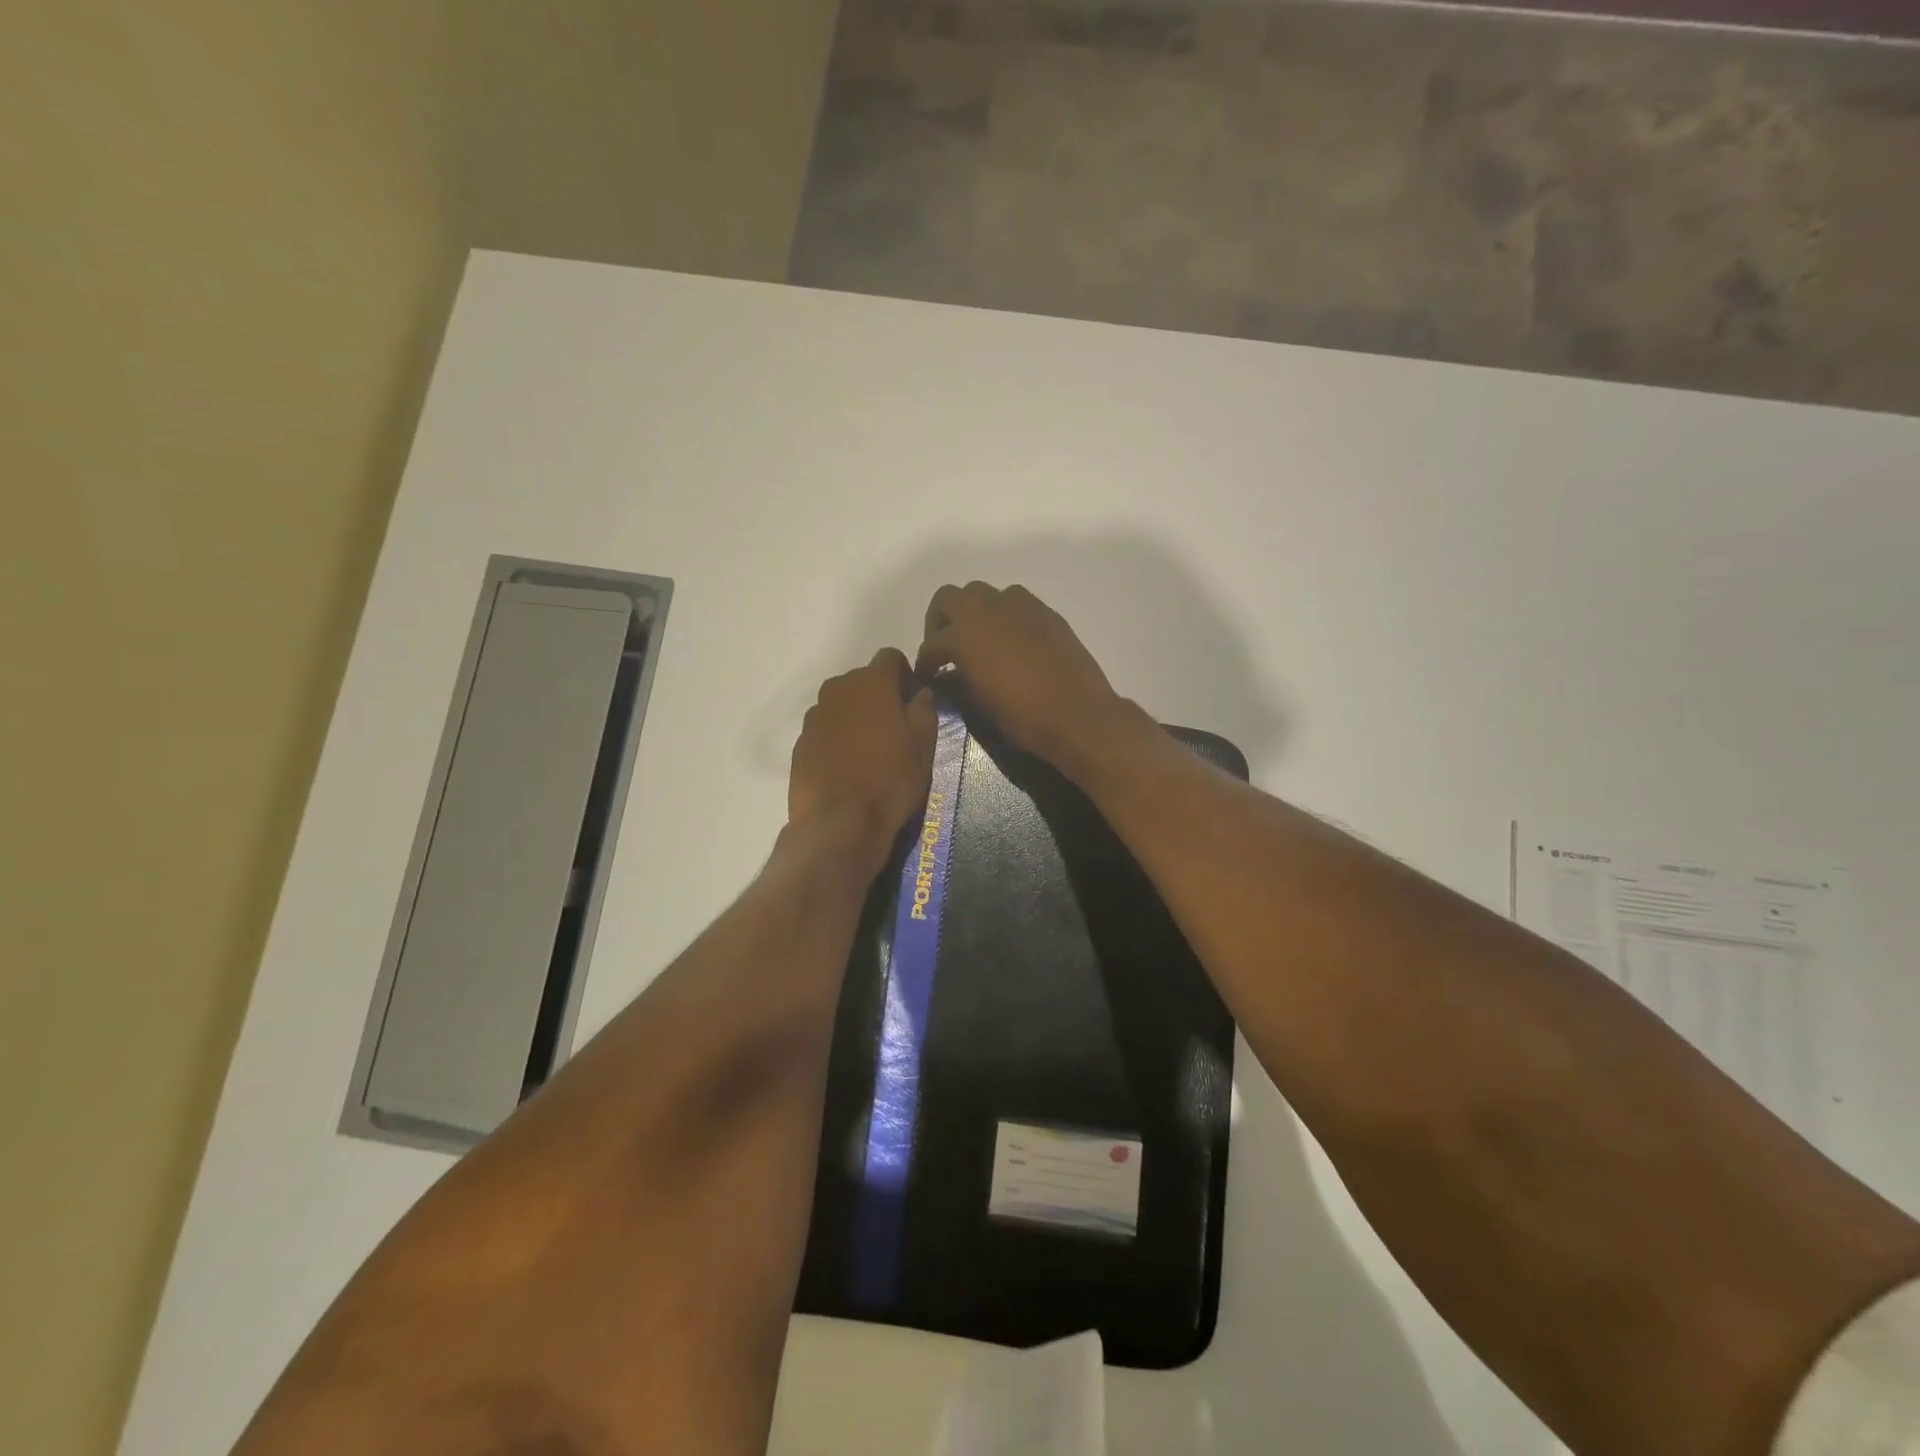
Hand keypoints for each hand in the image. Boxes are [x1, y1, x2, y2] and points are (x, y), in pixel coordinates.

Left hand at [789, 649, 936, 867]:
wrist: (838, 823)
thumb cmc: (890, 780)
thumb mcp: (923, 747)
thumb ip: (924, 711)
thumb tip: (921, 693)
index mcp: (871, 682)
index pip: (890, 657)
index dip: (905, 674)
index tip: (913, 701)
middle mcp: (838, 689)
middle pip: (863, 680)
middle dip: (879, 696)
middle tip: (895, 728)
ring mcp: (814, 716)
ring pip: (842, 704)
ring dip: (856, 716)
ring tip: (870, 750)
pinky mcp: (800, 743)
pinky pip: (825, 729)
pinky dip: (837, 738)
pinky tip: (848, 767)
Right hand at [915, 583, 1131, 770]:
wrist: (1078, 714)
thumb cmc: (1023, 717)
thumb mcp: (980, 704)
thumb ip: (958, 683)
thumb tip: (946, 677)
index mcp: (965, 635)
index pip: (933, 644)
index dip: (926, 662)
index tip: (928, 676)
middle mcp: (987, 610)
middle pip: (949, 598)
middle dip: (941, 621)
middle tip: (945, 647)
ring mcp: (1018, 606)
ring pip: (982, 592)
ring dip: (972, 611)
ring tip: (977, 638)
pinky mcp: (1044, 612)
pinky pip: (1014, 601)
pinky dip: (1002, 614)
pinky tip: (1009, 640)